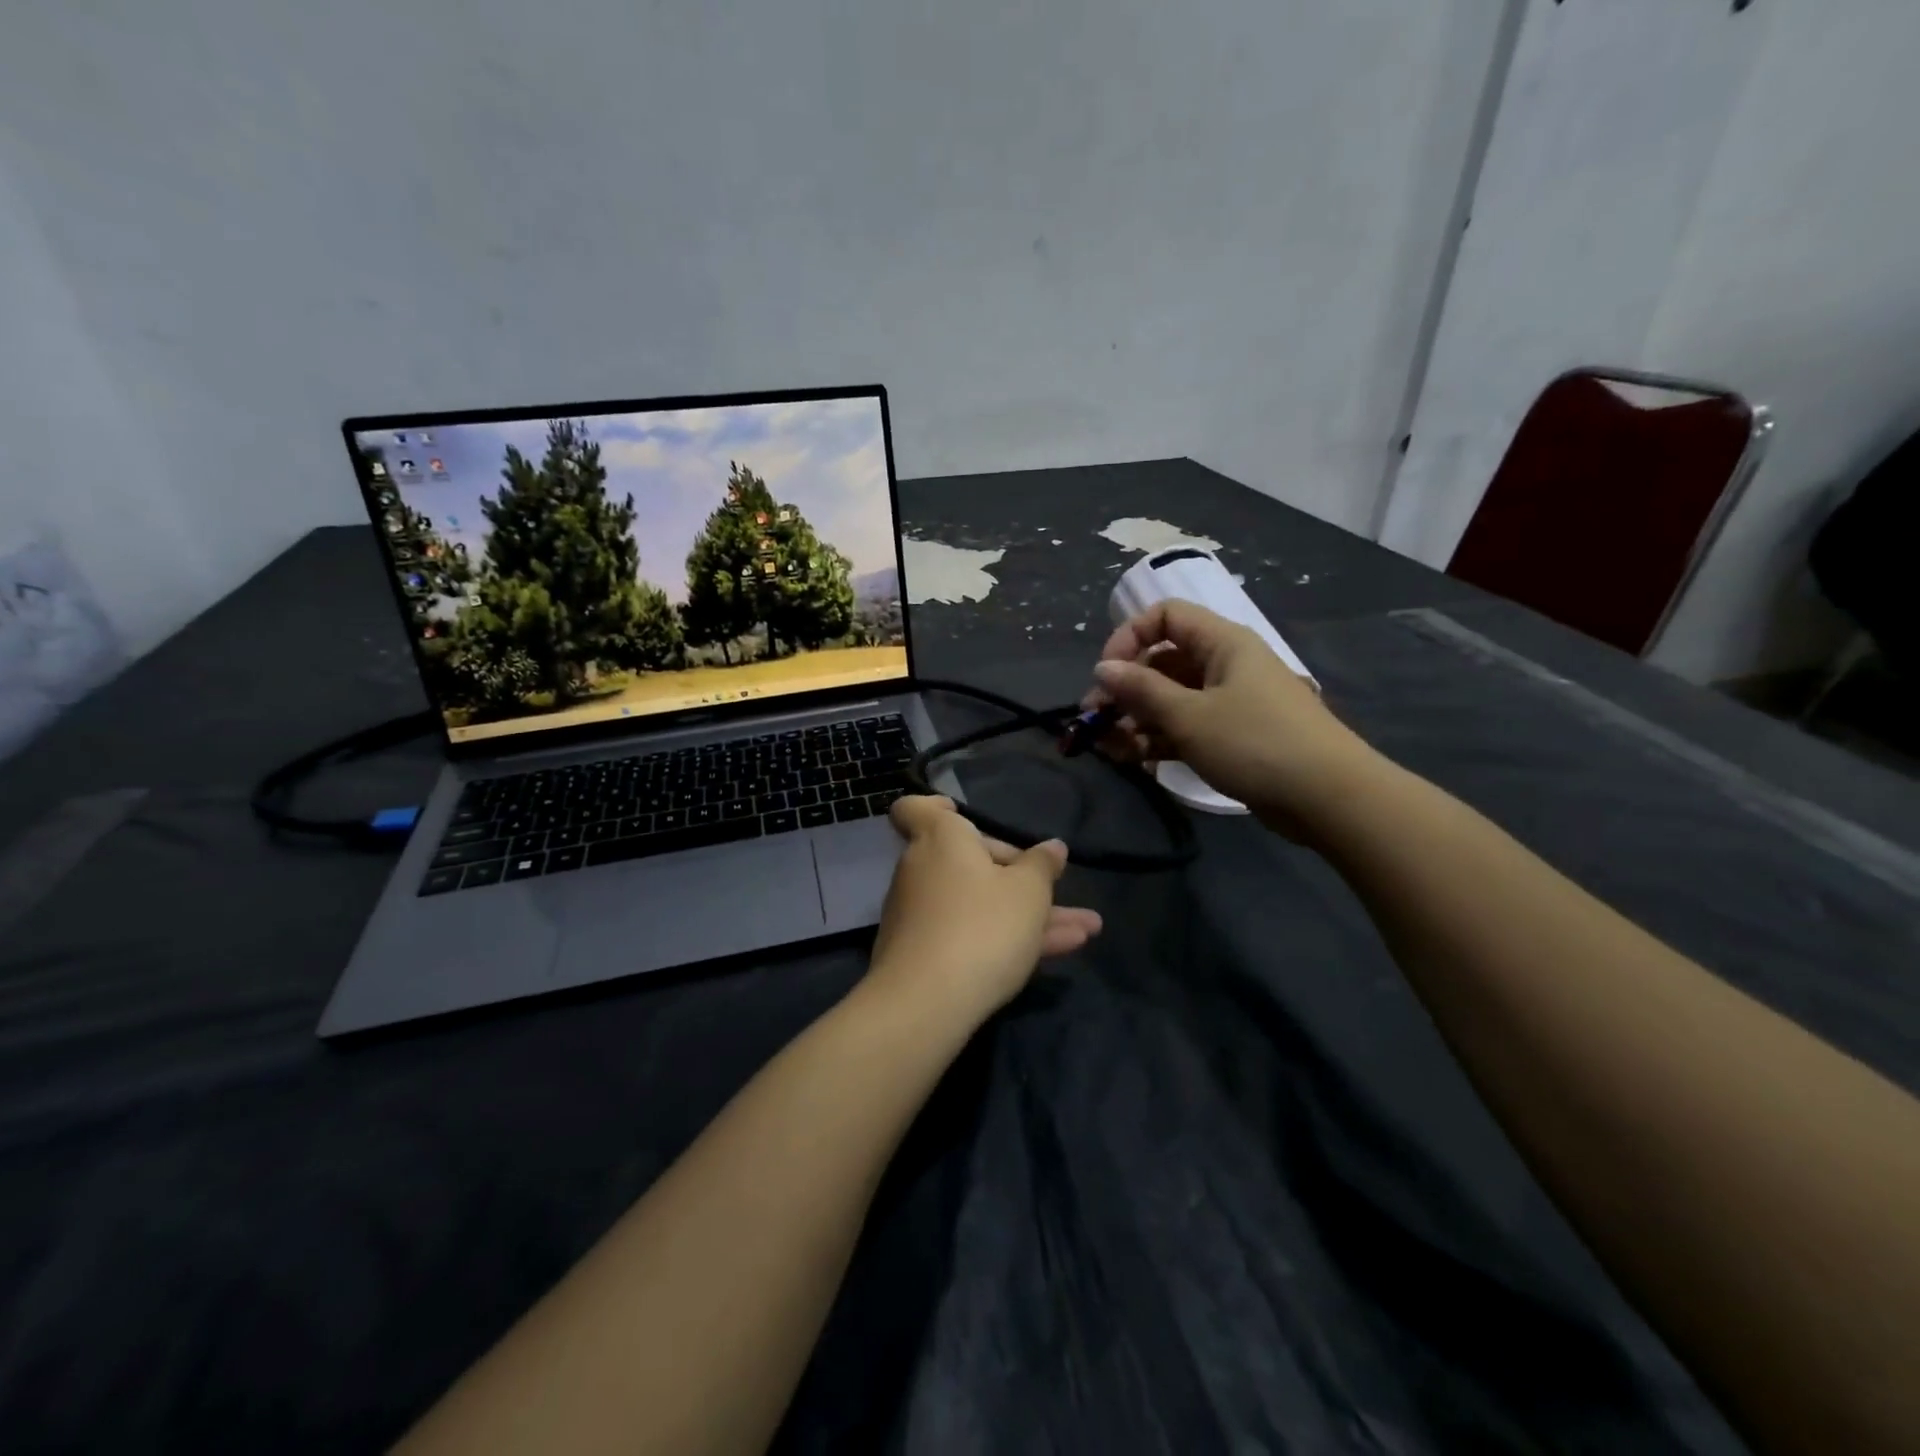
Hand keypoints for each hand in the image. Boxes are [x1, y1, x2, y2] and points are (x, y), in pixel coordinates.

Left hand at [865, 796, 1101, 1027]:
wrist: (926, 1004)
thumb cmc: (982, 926)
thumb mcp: (1029, 892)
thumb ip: (1042, 865)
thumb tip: (1052, 846)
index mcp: (942, 839)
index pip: (916, 809)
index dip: (936, 808)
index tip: (962, 815)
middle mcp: (923, 869)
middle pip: (968, 860)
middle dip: (1019, 874)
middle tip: (1057, 889)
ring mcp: (920, 914)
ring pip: (980, 902)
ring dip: (1029, 913)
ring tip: (1087, 928)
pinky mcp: (922, 954)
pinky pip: (969, 933)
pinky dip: (1006, 938)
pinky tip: (1060, 952)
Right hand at [1085, 599, 1379, 839]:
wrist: (1328, 798)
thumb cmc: (1255, 743)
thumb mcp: (1190, 716)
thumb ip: (1141, 690)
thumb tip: (1102, 668)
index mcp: (1221, 643)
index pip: (1165, 617)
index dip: (1129, 637)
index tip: (1106, 673)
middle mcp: (1224, 665)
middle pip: (1162, 662)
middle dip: (1125, 689)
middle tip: (1096, 721)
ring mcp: (1229, 702)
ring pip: (1170, 699)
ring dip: (1137, 720)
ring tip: (1111, 749)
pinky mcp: (1232, 737)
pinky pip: (1186, 727)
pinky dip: (1160, 739)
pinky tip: (1136, 760)